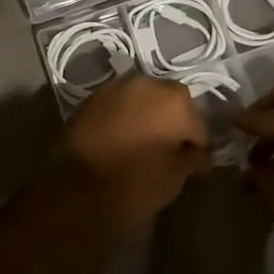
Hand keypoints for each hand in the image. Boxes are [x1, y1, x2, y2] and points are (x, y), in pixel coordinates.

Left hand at [59, 75, 210, 233]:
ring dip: (149, 115)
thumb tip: (198, 154)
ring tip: (145, 143)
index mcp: (175, 102)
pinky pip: (120, 104)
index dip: (199, 146)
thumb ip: (191, 159)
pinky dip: (125, 116)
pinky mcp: (92, 97)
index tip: (196, 165)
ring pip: (144, 98)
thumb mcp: (173, 179)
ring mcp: (117, 87)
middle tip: (171, 150)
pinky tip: (122, 138)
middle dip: (174, 122)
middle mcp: (148, 84)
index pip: (198, 125)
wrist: (75, 189)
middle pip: (171, 102)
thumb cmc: (134, 186)